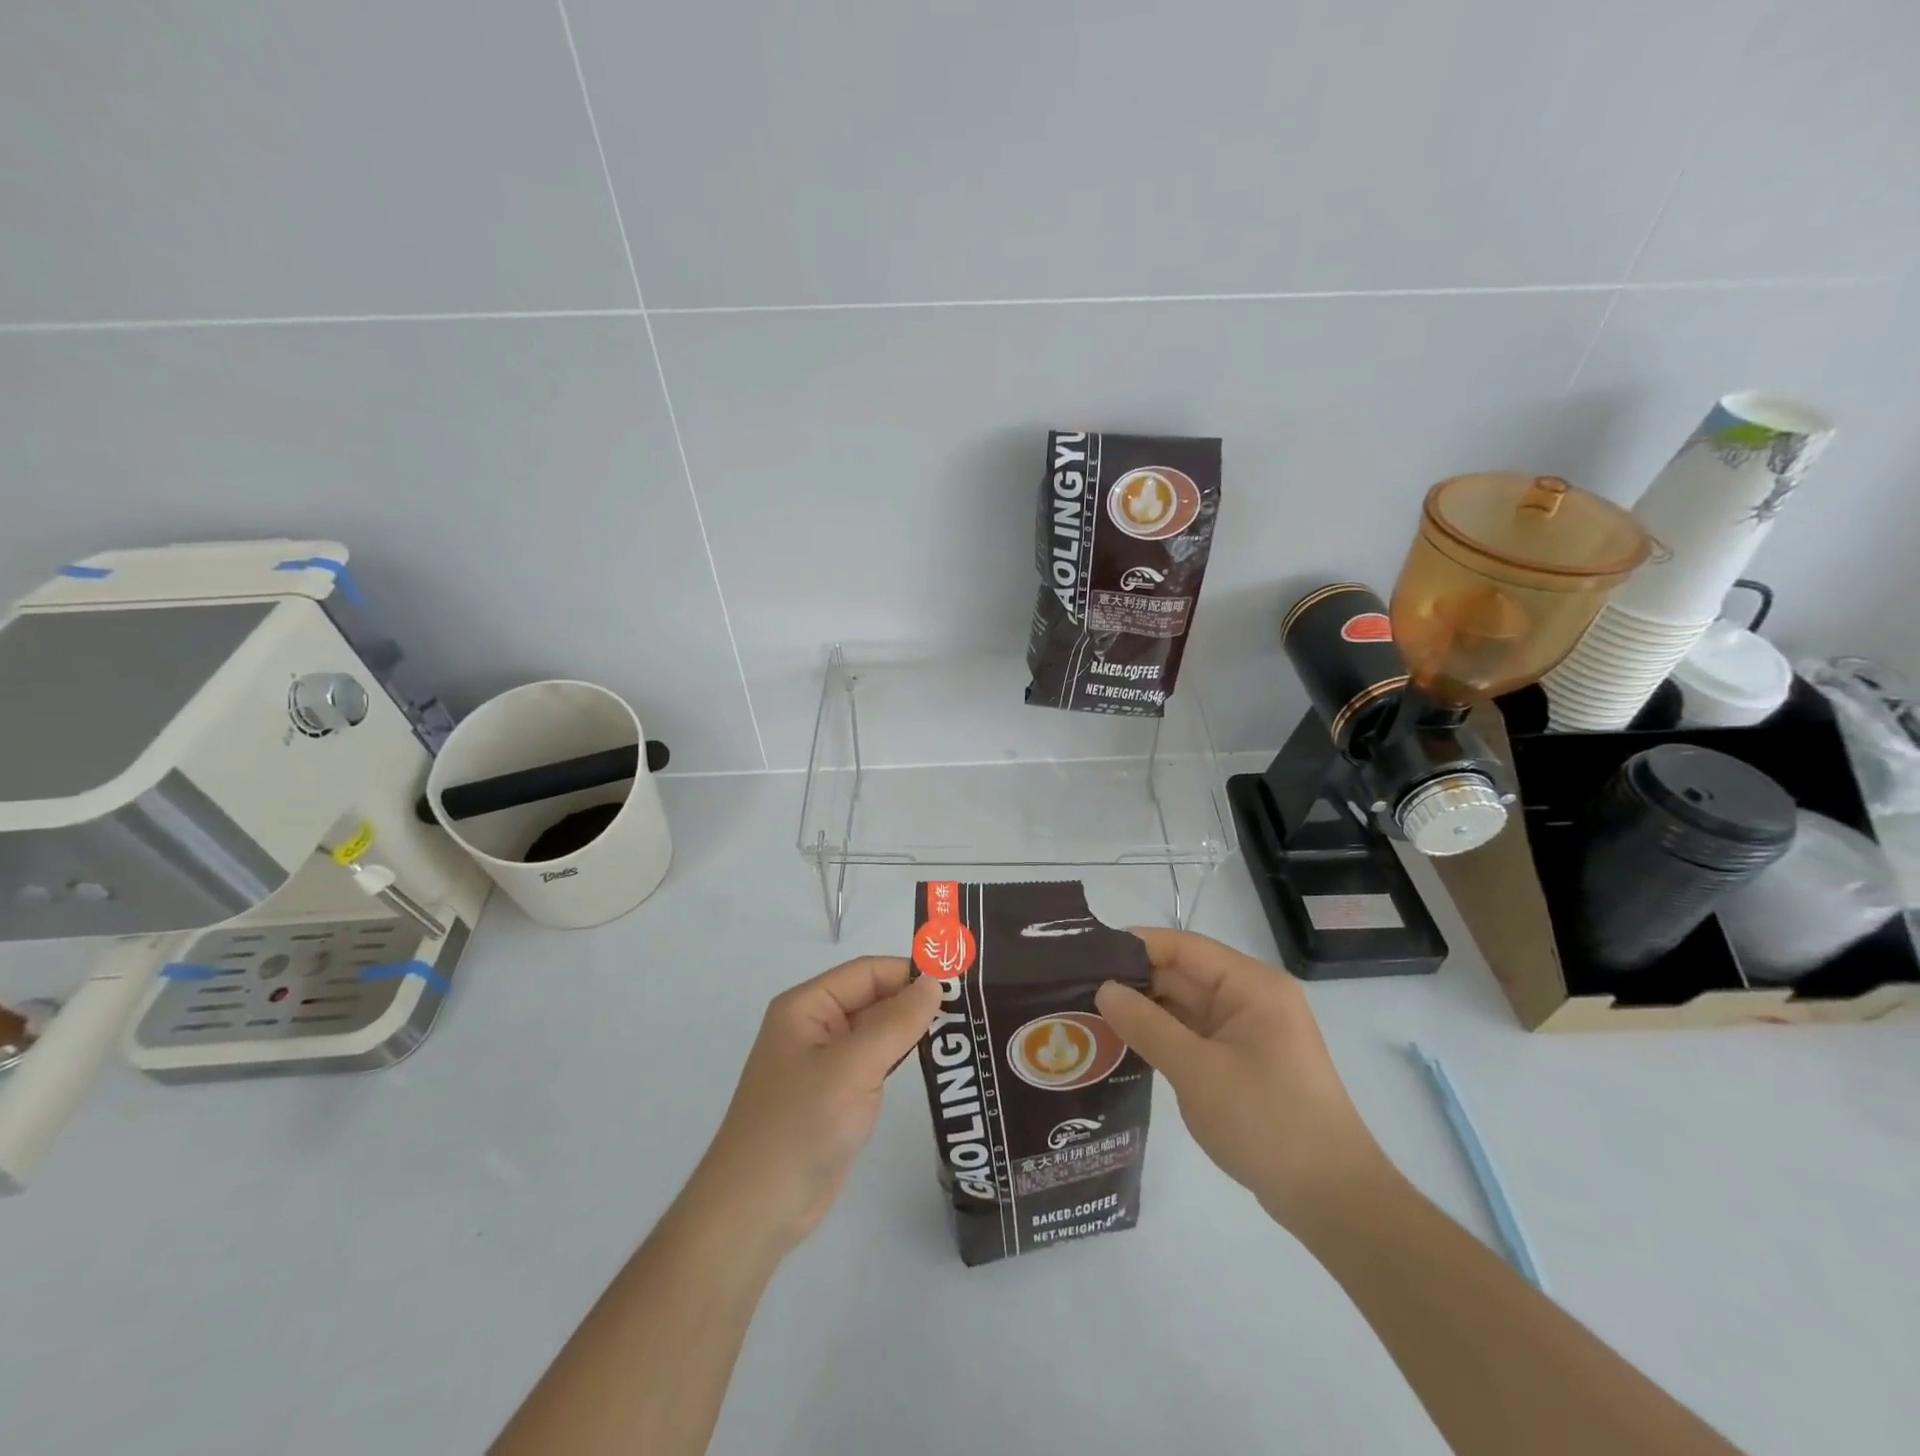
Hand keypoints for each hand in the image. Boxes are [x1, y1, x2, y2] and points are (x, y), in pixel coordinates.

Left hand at [691, 957, 941, 1257]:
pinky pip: (877, 1061)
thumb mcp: (852, 1067)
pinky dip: (904, 1056)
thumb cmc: (799, 1125)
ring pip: (879, 1030)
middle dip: (916, 1000)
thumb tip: (935, 982)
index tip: (959, 983)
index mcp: (807, 1006)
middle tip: (972, 1007)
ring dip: (914, 1029)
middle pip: (874, 997)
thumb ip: (896, 1021)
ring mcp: (827, 1061)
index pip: (868, 972)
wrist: (757, 1211)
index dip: (910, 973)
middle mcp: (815, 1026)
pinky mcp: (838, 1094)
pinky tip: (937, 1060)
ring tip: (964, 1029)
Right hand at [1095, 928, 1393, 1230]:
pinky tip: (1125, 1043)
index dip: (1135, 946)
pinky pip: (1195, 1034)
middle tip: (1077, 989)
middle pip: (1183, 974)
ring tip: (1090, 1013)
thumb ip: (1147, 1025)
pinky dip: (1163, 1036)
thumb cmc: (1267, 1123)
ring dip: (1145, 1010)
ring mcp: (1248, 1031)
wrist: (1333, 1200)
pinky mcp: (1243, 1061)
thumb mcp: (1197, 1072)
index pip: (1183, 947)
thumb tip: (1103, 989)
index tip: (1086, 955)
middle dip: (1134, 981)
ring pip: (1186, 1006)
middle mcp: (1251, 998)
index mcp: (1251, 986)